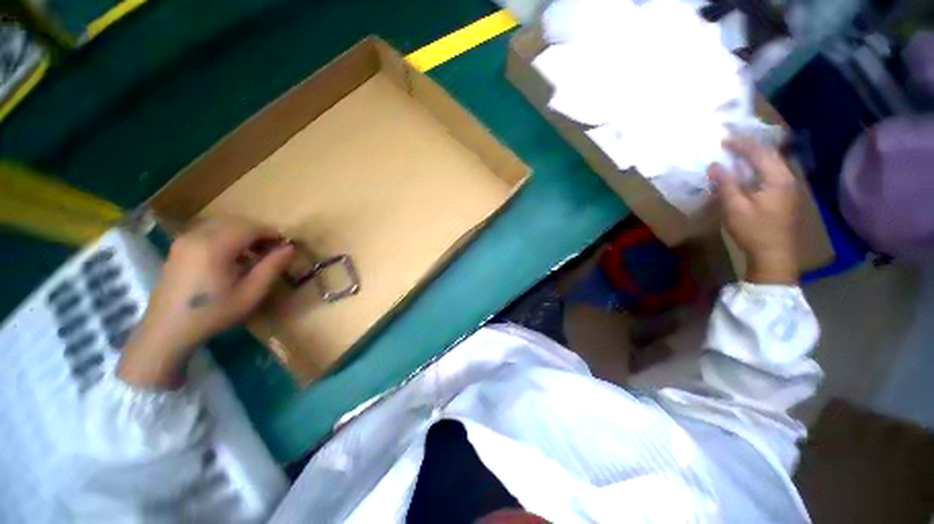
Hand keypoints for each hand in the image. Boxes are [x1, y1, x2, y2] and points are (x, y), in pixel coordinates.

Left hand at [118, 217, 294, 387]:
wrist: (168, 329)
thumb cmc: (214, 313)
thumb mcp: (251, 293)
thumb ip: (272, 267)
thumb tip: (290, 248)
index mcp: (215, 246)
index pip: (251, 227)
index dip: (272, 234)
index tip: (285, 247)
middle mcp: (198, 235)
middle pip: (237, 222)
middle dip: (258, 233)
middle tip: (272, 251)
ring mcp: (185, 239)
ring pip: (222, 225)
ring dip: (243, 234)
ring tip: (254, 255)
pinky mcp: (179, 246)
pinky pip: (209, 231)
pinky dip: (227, 237)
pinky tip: (232, 257)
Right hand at [708, 137, 798, 284]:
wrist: (775, 255)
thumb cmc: (754, 231)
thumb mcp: (735, 208)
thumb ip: (726, 184)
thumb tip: (715, 165)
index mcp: (778, 179)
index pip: (760, 153)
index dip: (741, 144)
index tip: (723, 139)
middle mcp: (788, 178)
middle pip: (770, 155)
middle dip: (750, 147)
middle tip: (730, 143)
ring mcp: (790, 188)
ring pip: (773, 164)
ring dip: (755, 157)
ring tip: (738, 154)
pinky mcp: (786, 197)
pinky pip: (773, 174)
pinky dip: (759, 168)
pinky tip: (749, 172)